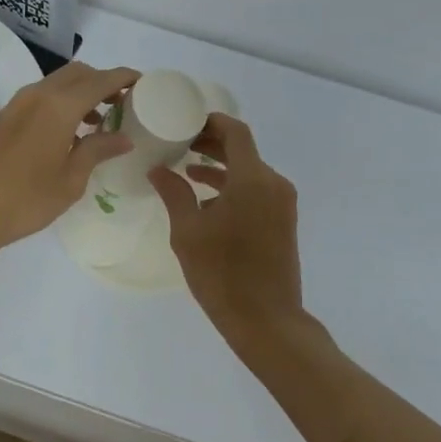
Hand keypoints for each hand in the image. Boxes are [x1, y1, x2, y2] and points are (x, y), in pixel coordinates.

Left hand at [0, 61, 138, 253]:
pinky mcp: (6, 116)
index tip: (143, 83)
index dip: (124, 78)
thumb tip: (123, 137)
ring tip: (101, 120)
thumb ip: (97, 150)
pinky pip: (43, 96)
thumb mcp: (71, 179)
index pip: (101, 80)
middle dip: (103, 81)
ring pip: (58, 82)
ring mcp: (18, 103)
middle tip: (124, 103)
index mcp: (60, 106)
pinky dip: (63, 102)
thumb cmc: (26, 199)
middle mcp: (39, 94)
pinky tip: (70, 132)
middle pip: (79, 73)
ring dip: (82, 92)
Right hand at [149, 115, 304, 341]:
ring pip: (249, 171)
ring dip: (220, 166)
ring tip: (186, 168)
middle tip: (179, 142)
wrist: (267, 320)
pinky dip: (233, 186)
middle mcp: (273, 184)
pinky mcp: (283, 221)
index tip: (184, 122)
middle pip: (243, 149)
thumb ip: (174, 194)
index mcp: (252, 179)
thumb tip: (158, 170)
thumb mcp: (188, 232)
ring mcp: (282, 203)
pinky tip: (206, 200)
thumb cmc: (222, 274)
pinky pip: (257, 190)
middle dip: (211, 143)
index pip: (236, 132)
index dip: (211, 122)